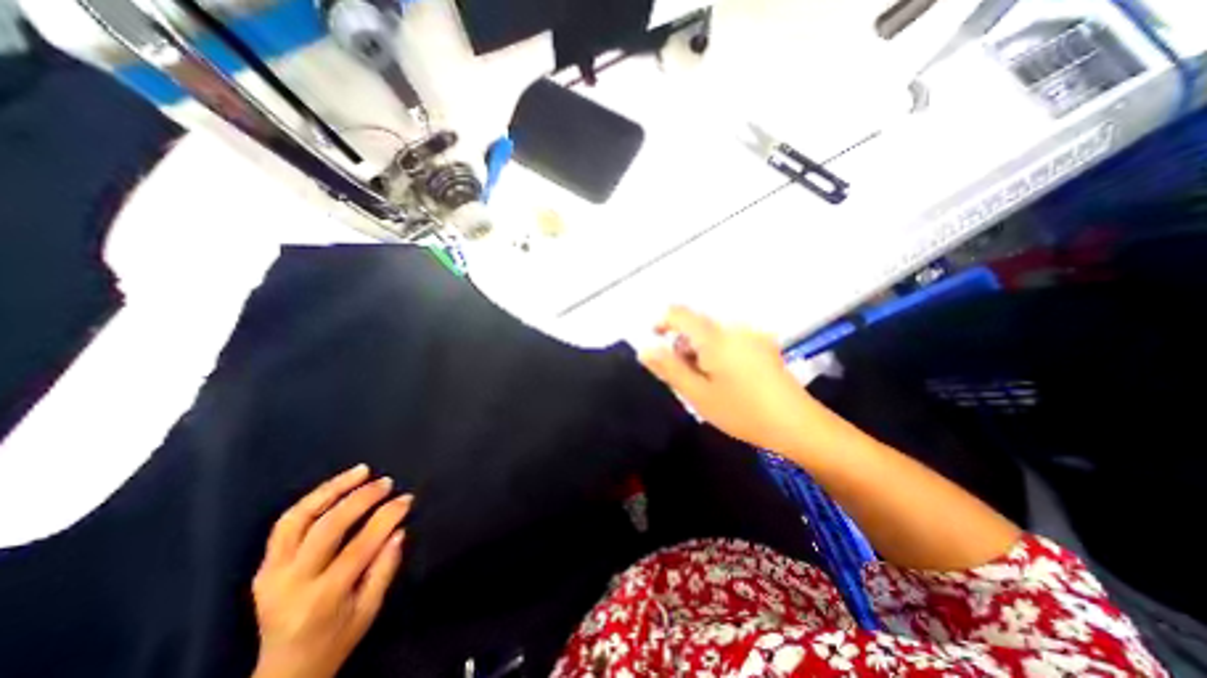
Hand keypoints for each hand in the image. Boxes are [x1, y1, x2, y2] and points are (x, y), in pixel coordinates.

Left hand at [252, 467, 412, 676]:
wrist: (283, 671)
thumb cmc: (336, 639)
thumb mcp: (369, 609)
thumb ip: (385, 568)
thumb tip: (398, 530)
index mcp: (322, 599)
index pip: (359, 547)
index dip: (386, 517)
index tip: (407, 499)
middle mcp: (291, 584)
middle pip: (327, 528)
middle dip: (361, 499)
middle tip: (386, 483)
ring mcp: (271, 574)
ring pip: (298, 519)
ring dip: (332, 489)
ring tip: (361, 471)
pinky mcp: (263, 567)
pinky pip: (286, 524)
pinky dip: (313, 499)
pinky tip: (336, 486)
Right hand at [636, 307, 815, 455]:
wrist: (797, 424)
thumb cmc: (742, 411)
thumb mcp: (698, 394)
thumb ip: (668, 368)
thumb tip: (644, 348)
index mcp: (715, 337)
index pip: (679, 313)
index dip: (662, 323)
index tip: (656, 344)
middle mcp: (733, 327)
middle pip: (696, 325)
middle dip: (683, 346)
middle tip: (686, 378)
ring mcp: (751, 334)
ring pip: (712, 333)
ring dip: (699, 351)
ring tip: (706, 382)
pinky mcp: (762, 344)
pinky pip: (729, 339)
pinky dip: (717, 352)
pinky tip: (726, 378)